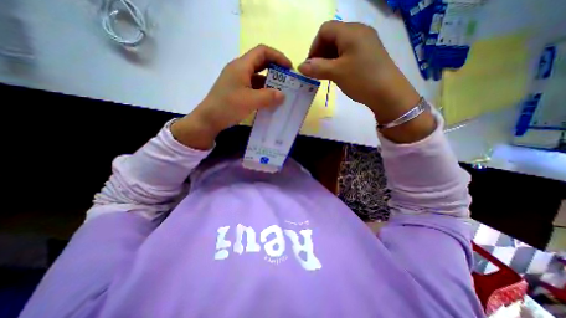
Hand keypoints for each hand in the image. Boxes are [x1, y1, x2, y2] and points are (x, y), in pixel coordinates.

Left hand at [171, 45, 290, 150]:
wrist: (208, 120)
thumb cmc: (228, 107)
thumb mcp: (250, 101)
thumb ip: (268, 97)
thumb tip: (282, 95)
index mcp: (241, 66)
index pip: (262, 52)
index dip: (278, 56)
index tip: (289, 68)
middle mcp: (239, 70)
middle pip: (261, 62)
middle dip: (276, 69)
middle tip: (287, 80)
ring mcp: (238, 81)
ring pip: (258, 76)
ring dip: (270, 83)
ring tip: (281, 92)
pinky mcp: (237, 91)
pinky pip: (254, 87)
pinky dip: (263, 91)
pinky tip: (269, 100)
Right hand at [297, 21, 434, 142]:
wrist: (388, 93)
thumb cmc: (361, 79)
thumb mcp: (336, 73)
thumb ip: (316, 68)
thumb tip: (300, 66)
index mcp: (351, 31)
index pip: (325, 30)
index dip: (314, 47)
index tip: (311, 65)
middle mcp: (359, 31)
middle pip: (332, 36)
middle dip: (321, 53)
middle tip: (318, 72)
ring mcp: (365, 42)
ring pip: (340, 46)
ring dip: (329, 59)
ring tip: (327, 75)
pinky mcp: (368, 54)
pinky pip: (348, 53)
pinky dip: (339, 62)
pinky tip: (338, 74)